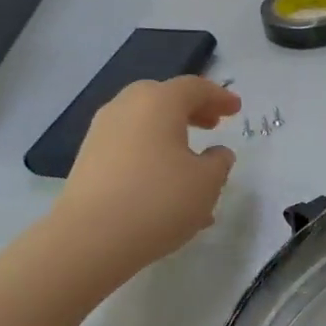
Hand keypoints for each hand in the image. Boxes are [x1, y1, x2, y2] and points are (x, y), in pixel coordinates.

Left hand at [52, 76, 240, 276]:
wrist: (92, 237)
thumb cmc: (160, 201)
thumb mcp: (207, 183)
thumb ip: (219, 162)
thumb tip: (217, 153)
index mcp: (158, 102)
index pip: (194, 88)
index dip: (219, 97)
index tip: (236, 109)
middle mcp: (125, 108)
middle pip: (163, 100)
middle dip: (191, 111)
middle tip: (212, 126)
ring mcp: (101, 133)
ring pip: (145, 127)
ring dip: (171, 140)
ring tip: (192, 168)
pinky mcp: (89, 160)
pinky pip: (130, 150)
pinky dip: (152, 159)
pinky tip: (166, 191)